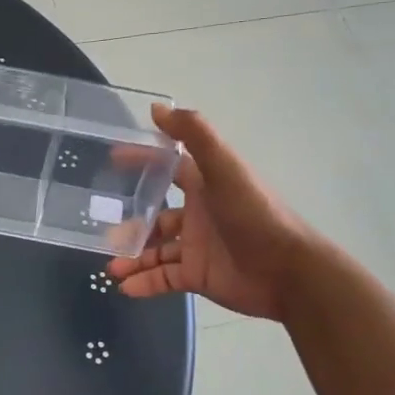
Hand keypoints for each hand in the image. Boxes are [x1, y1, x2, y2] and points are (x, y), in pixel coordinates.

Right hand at [106, 105, 314, 320]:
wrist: (288, 272)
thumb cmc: (254, 214)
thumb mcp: (224, 167)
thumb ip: (193, 134)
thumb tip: (156, 108)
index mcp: (205, 185)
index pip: (168, 168)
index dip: (142, 161)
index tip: (112, 158)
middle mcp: (198, 214)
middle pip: (155, 216)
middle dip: (131, 223)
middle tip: (106, 232)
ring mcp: (197, 247)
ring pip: (155, 250)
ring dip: (133, 257)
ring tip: (112, 267)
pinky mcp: (198, 276)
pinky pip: (164, 278)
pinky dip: (144, 282)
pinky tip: (126, 287)